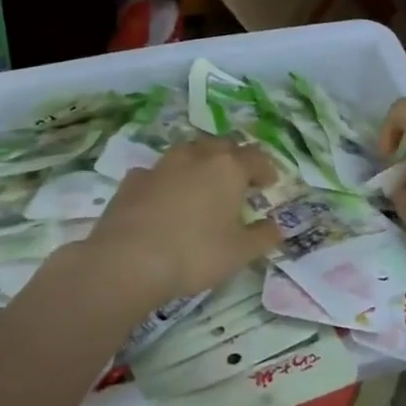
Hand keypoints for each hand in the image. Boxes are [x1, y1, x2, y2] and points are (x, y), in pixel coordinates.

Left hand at [81, 138, 281, 312]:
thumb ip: (263, 236)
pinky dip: (167, 180)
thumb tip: (276, 226)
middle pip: (222, 145)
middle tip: (238, 180)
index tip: (269, 183)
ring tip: (202, 184)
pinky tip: (164, 198)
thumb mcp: (240, 252)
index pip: (255, 157)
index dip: (266, 169)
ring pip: (187, 151)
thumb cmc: (195, 254)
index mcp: (228, 168)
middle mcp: (196, 156)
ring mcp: (161, 165)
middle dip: (233, 159)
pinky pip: (158, 172)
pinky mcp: (133, 179)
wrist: (128, 260)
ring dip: (199, 162)